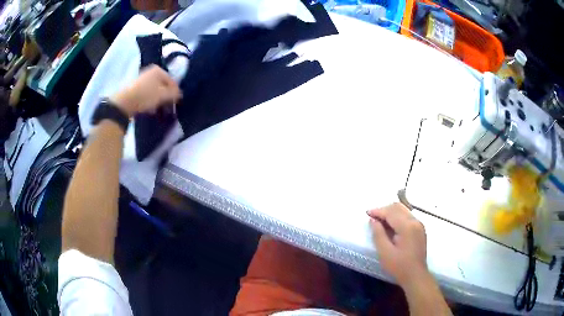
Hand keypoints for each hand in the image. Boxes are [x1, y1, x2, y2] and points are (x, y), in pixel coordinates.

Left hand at [110, 65, 180, 117]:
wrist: (124, 102)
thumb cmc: (146, 96)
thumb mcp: (163, 95)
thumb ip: (174, 94)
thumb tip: (180, 94)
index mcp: (159, 70)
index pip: (172, 81)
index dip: (175, 93)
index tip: (176, 104)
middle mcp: (151, 72)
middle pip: (163, 85)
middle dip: (166, 96)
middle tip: (168, 107)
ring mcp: (142, 79)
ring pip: (155, 90)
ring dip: (158, 100)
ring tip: (158, 110)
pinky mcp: (135, 88)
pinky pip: (147, 94)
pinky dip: (150, 101)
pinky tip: (149, 109)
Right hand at [367, 203, 427, 286]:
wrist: (416, 275)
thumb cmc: (399, 266)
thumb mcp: (384, 252)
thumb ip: (378, 234)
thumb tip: (373, 220)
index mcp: (407, 226)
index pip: (391, 212)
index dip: (378, 211)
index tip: (367, 214)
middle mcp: (415, 221)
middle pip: (398, 207)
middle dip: (384, 209)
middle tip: (372, 217)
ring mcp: (419, 225)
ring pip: (403, 210)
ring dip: (391, 212)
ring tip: (380, 220)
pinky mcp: (420, 229)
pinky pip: (407, 216)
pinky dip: (397, 217)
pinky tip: (391, 225)